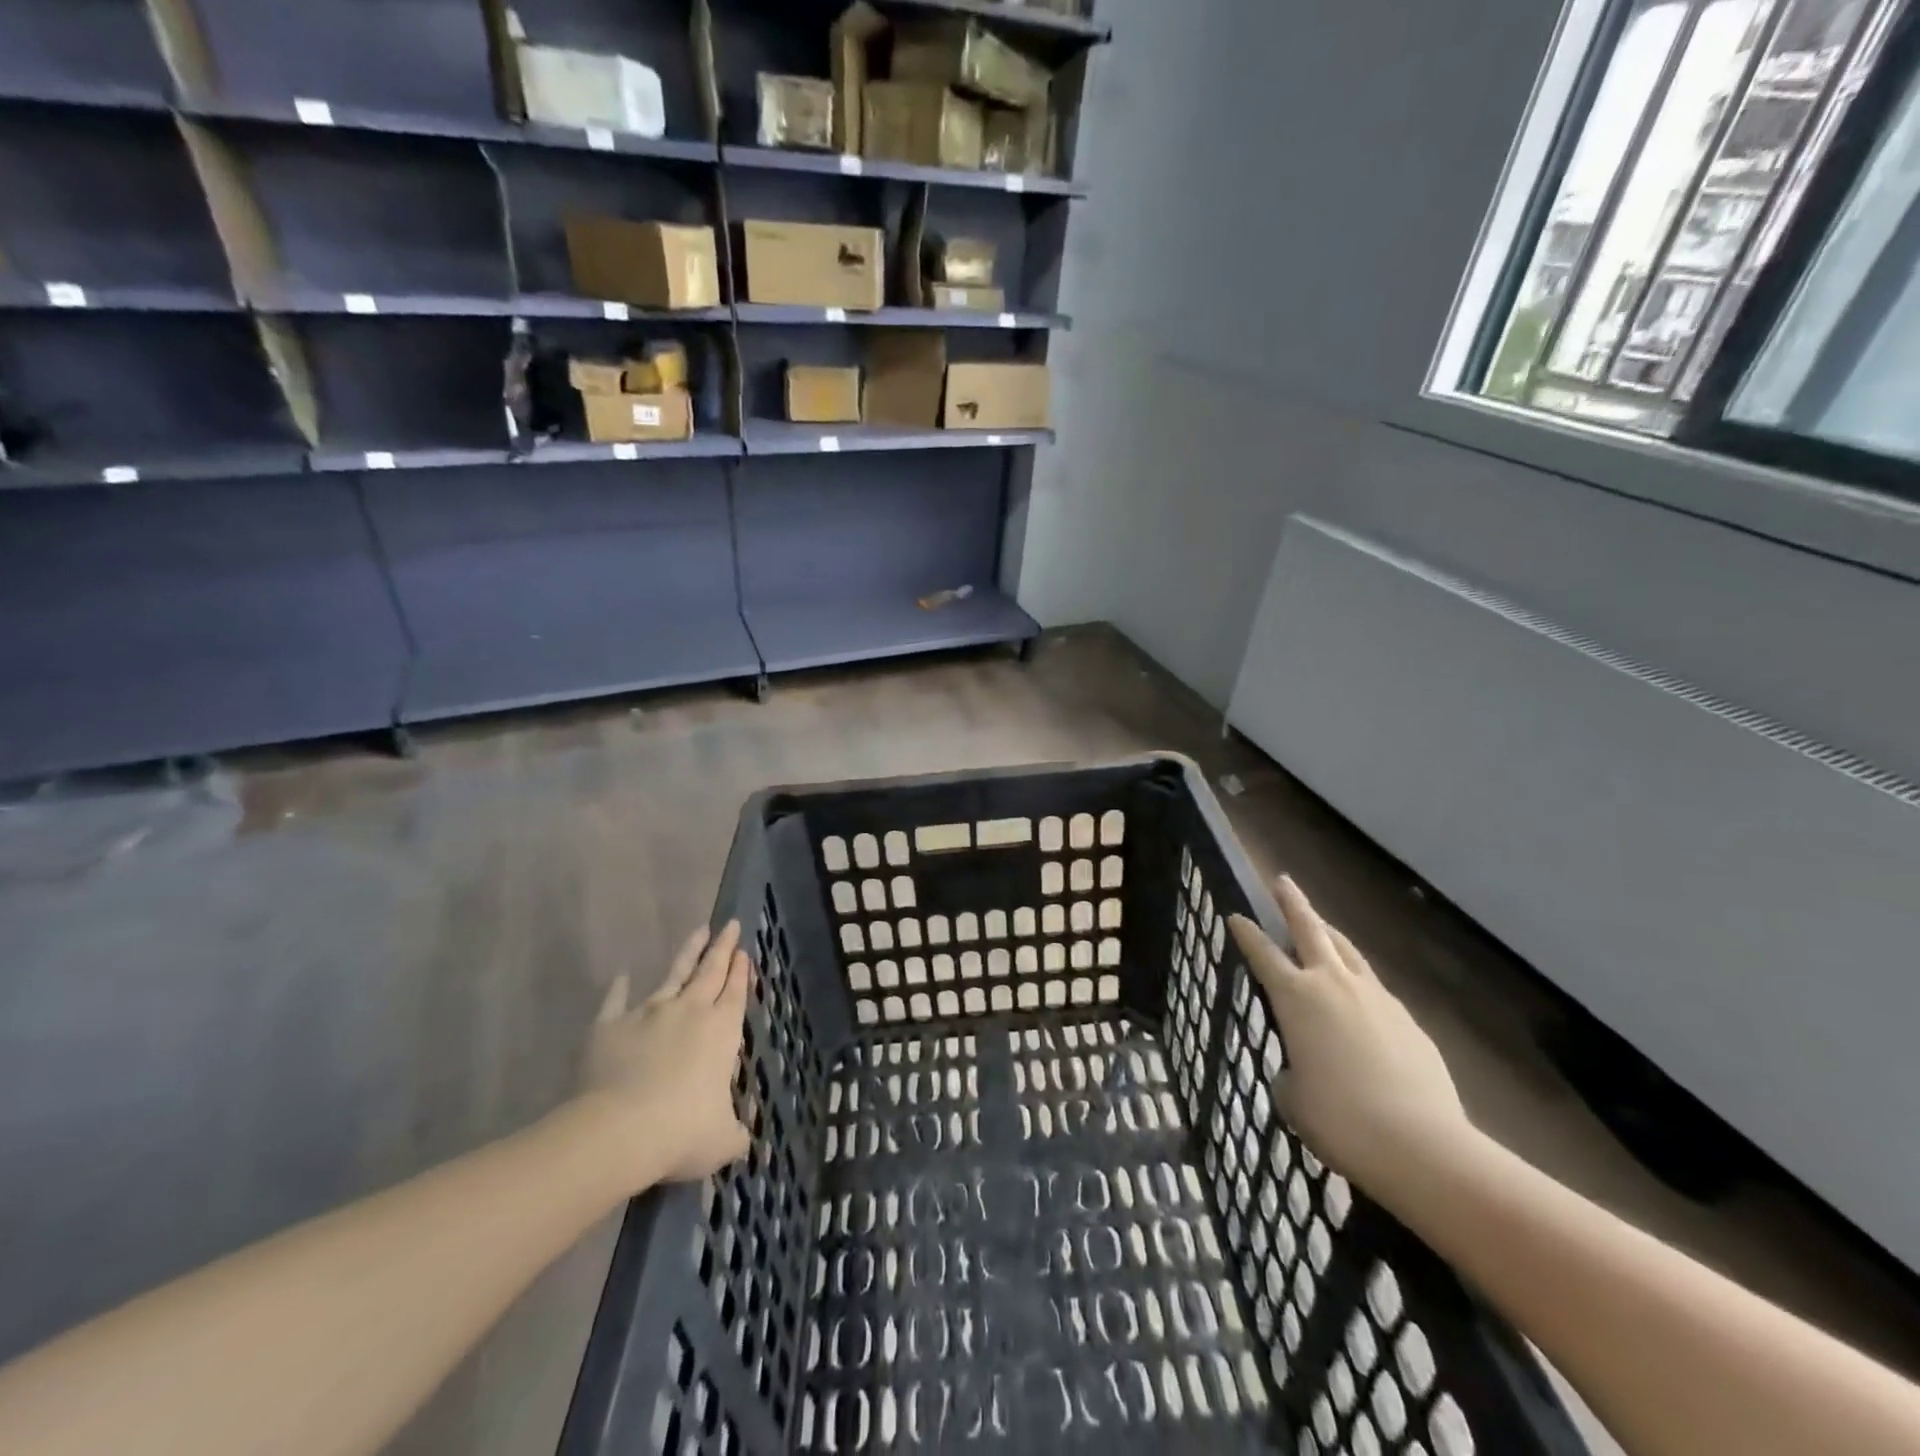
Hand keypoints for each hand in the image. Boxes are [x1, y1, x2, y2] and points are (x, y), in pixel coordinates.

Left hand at [579, 923, 752, 1188]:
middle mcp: (689, 1011)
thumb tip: (746, 1139)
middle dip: (722, 948)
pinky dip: (620, 987)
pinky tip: (623, 975)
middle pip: (710, 971)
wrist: (617, 1131)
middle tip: (729, 925)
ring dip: (688, 952)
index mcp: (722, 1030)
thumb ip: (736, 1134)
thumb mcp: (722, 1141)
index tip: (744, 952)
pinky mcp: (609, 1026)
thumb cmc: (681, 1132)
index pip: (735, 992)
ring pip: (673, 974)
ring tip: (698, 931)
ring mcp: (648, 1013)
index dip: (741, 972)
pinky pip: (616, 1001)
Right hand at [1230, 878, 1474, 1197]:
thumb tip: (1301, 1071)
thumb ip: (1290, 1073)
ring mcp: (1376, 997)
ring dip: (1330, 935)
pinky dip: (1360, 983)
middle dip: (1293, 902)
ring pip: (1348, 951)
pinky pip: (1376, 988)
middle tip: (1282, 881)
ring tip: (1323, 928)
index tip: (1236, 915)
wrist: (1421, 1145)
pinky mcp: (1408, 1020)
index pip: (1262, 952)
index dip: (1246, 932)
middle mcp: (1333, 983)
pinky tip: (1360, 1002)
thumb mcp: (1293, 1098)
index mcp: (1295, 997)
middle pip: (1310, 928)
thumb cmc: (1339, 1119)